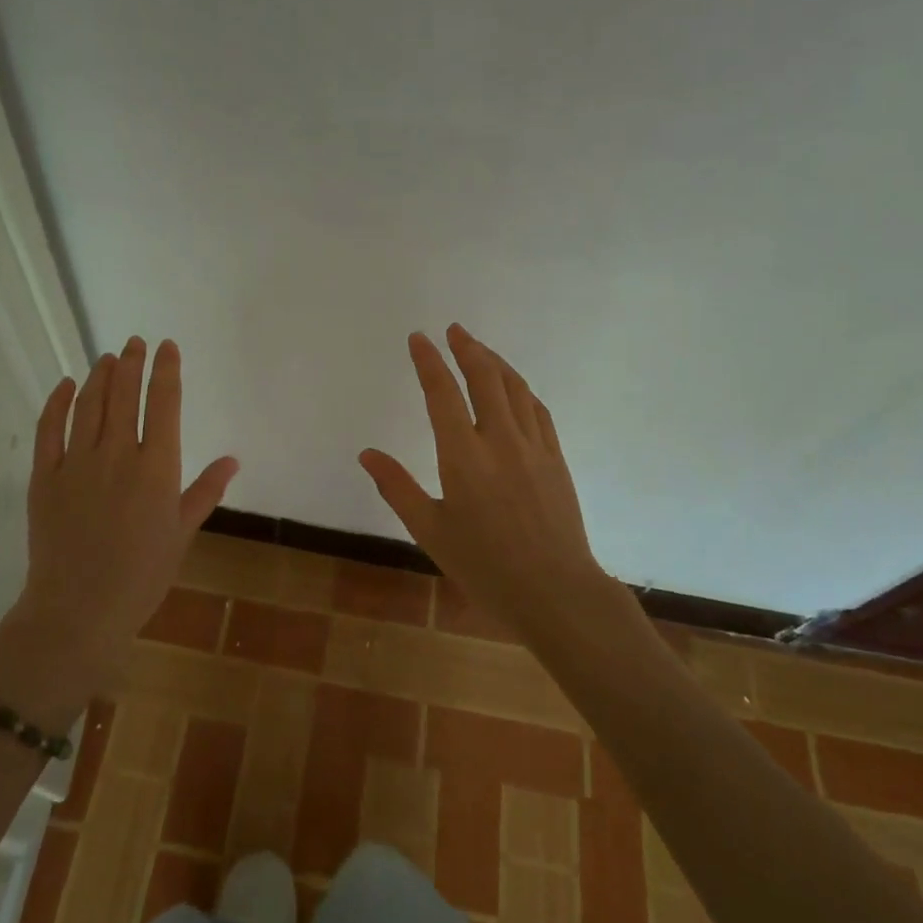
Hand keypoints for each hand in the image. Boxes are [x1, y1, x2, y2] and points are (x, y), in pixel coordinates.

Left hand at [0, 337, 237, 711]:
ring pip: (90, 404)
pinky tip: (67, 385)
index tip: (167, 346)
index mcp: (156, 468)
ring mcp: (76, 462)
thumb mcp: (182, 533)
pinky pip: (49, 428)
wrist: (78, 610)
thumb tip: (233, 458)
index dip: (166, 370)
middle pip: (126, 395)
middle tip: (136, 342)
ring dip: (101, 375)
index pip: (165, 403)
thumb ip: (205, 491)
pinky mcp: (43, 476)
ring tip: (109, 357)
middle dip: (133, 363)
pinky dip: (58, 402)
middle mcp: (117, 454)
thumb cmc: (141, 576)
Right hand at [360, 325, 624, 635]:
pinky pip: (538, 410)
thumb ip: (397, 488)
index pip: (442, 394)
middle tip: (453, 330)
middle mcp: (500, 441)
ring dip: (495, 361)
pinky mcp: (556, 459)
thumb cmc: (485, 566)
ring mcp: (533, 447)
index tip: (418, 338)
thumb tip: (367, 455)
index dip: (429, 361)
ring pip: (515, 388)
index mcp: (463, 457)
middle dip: (466, 348)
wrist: (555, 592)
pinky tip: (514, 387)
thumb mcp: (430, 531)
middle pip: (484, 378)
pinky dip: (521, 389)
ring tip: (479, 348)